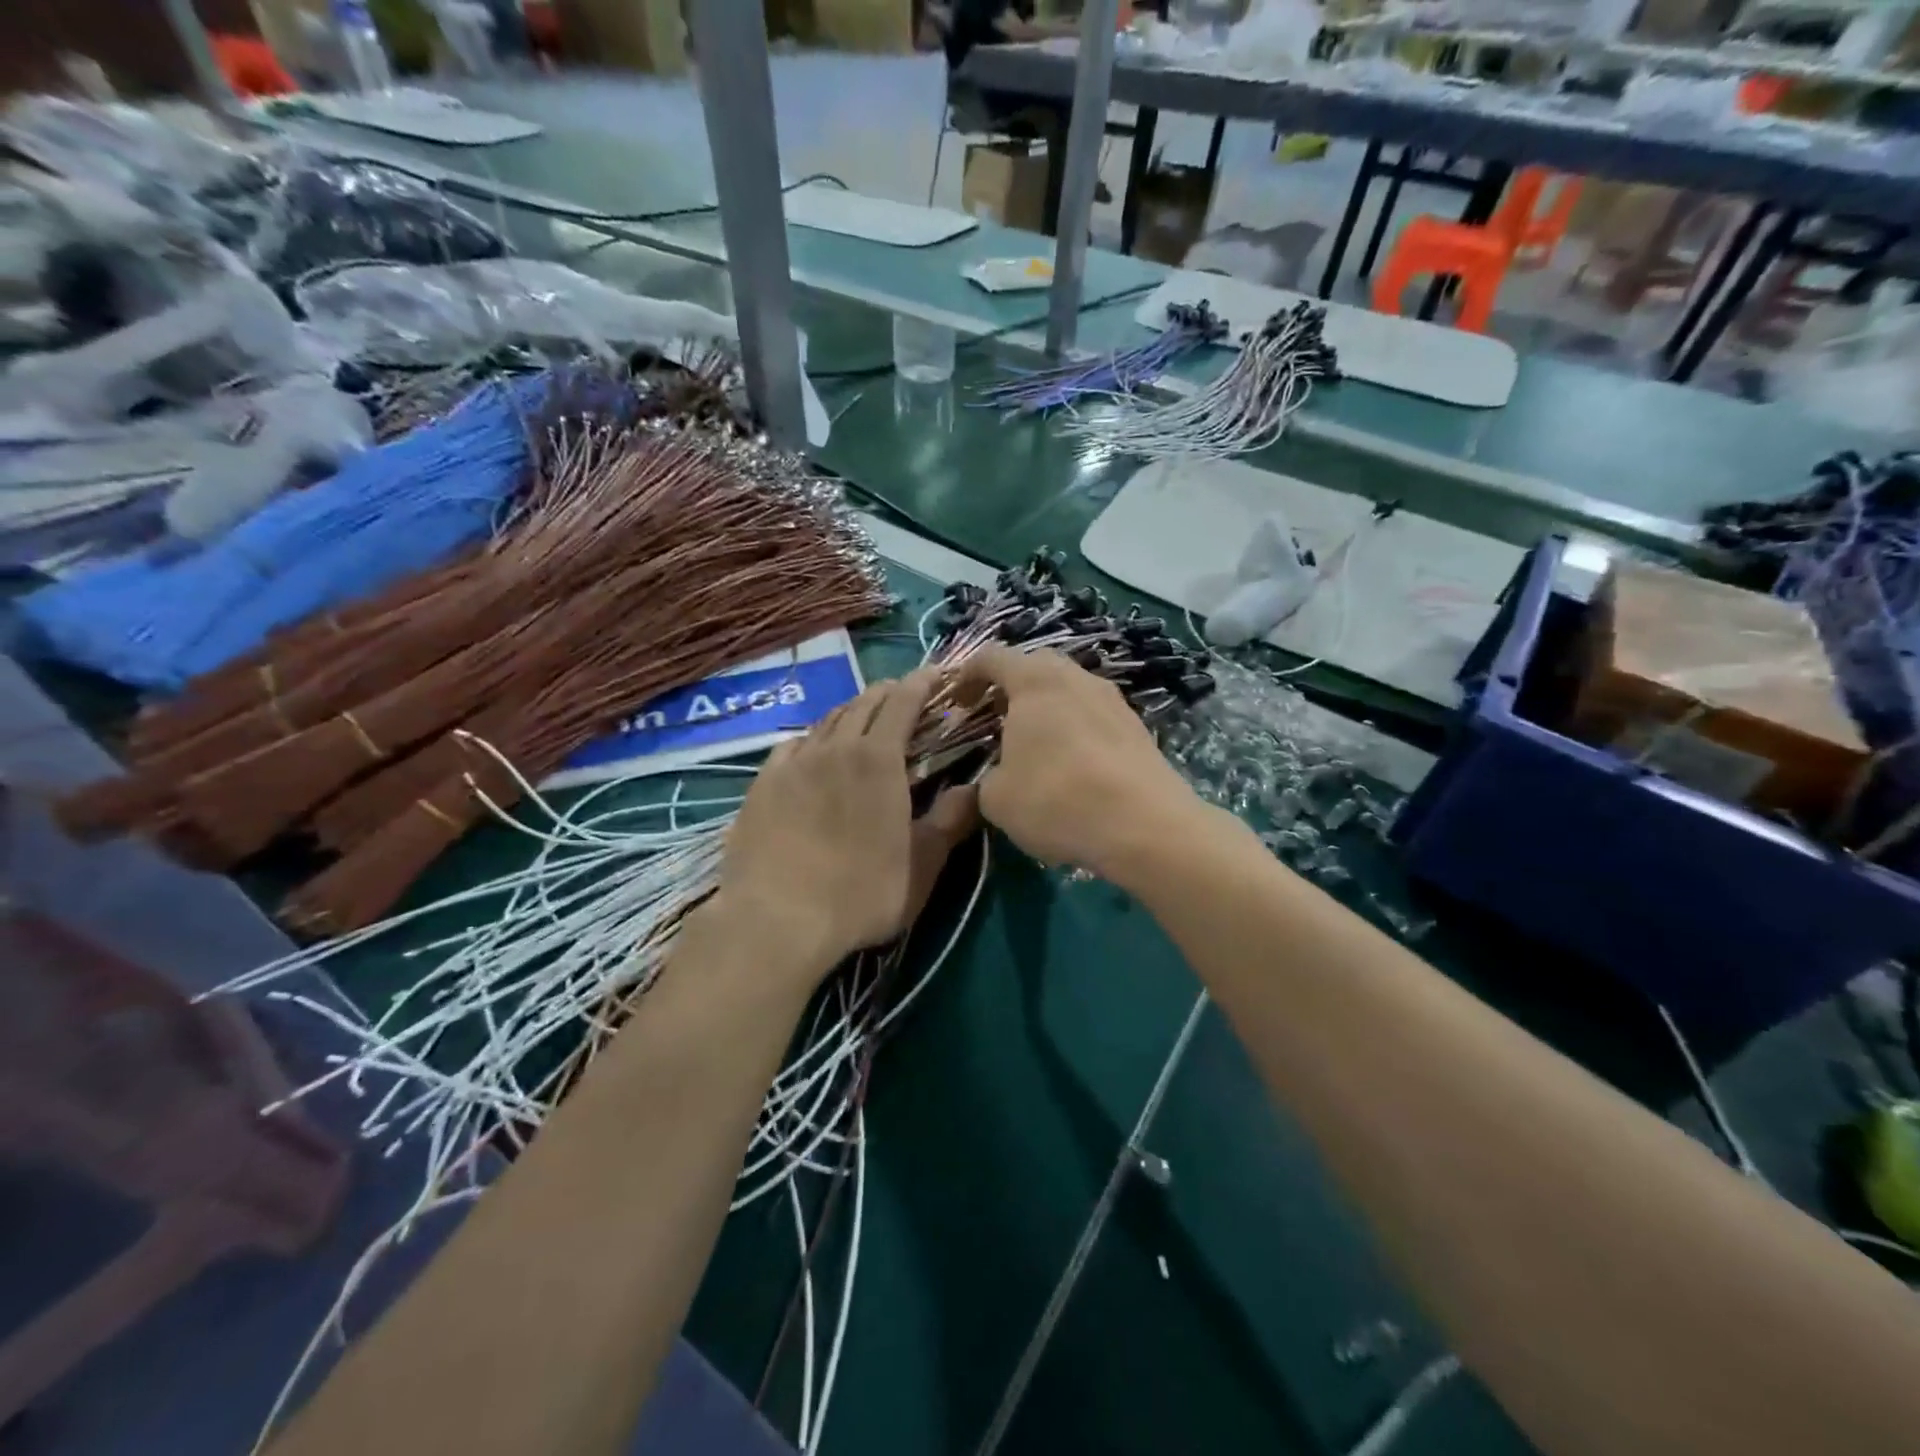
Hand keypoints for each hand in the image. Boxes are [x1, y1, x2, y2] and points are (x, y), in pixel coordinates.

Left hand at [710, 671, 978, 986]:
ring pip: (826, 721)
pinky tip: (811, 749)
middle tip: (902, 694)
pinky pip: (791, 746)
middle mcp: (835, 748)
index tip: (934, 674)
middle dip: (887, 692)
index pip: (903, 702)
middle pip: (863, 704)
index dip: (921, 683)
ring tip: (862, 716)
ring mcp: (793, 764)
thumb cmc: (861, 893)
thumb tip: (977, 789)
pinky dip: (812, 738)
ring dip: (850, 712)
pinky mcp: (762, 784)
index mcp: (879, 759)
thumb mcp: (923, 865)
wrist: (776, 920)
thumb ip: (951, 821)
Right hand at [955, 646, 1206, 886]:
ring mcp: (1112, 699)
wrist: (1145, 825)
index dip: (967, 676)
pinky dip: (1074, 728)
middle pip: (1035, 666)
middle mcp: (1075, 677)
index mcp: (1034, 681)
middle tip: (994, 719)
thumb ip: (985, 780)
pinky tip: (1071, 764)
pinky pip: (1093, 715)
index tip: (956, 702)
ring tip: (1033, 743)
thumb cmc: (1057, 800)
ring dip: (1046, 708)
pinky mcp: (1136, 726)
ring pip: (1069, 689)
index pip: (992, 657)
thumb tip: (994, 779)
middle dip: (1010, 687)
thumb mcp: (997, 799)